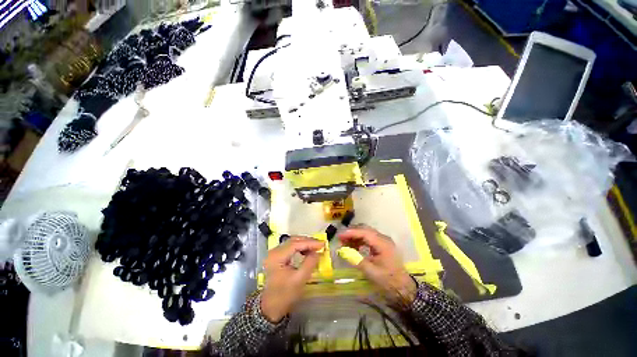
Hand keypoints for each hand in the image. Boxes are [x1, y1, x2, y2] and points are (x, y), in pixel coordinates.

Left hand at [260, 236, 323, 322]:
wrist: (271, 307)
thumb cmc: (284, 295)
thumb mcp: (299, 280)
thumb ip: (309, 263)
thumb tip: (317, 252)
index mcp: (277, 257)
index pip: (295, 244)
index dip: (310, 243)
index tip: (322, 244)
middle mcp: (274, 251)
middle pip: (293, 240)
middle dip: (308, 241)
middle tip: (321, 244)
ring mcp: (274, 253)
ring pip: (292, 242)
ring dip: (305, 243)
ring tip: (316, 247)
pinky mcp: (277, 256)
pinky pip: (290, 247)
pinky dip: (300, 247)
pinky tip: (307, 251)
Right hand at [339, 225, 416, 304]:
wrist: (404, 288)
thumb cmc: (388, 280)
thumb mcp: (371, 272)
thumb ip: (356, 259)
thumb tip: (342, 251)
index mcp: (383, 244)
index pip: (364, 232)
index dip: (350, 233)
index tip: (339, 236)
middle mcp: (383, 238)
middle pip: (365, 230)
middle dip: (352, 233)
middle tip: (340, 239)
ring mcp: (383, 241)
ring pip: (366, 233)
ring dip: (355, 236)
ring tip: (345, 243)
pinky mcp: (382, 245)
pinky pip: (369, 238)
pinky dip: (360, 240)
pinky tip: (354, 246)